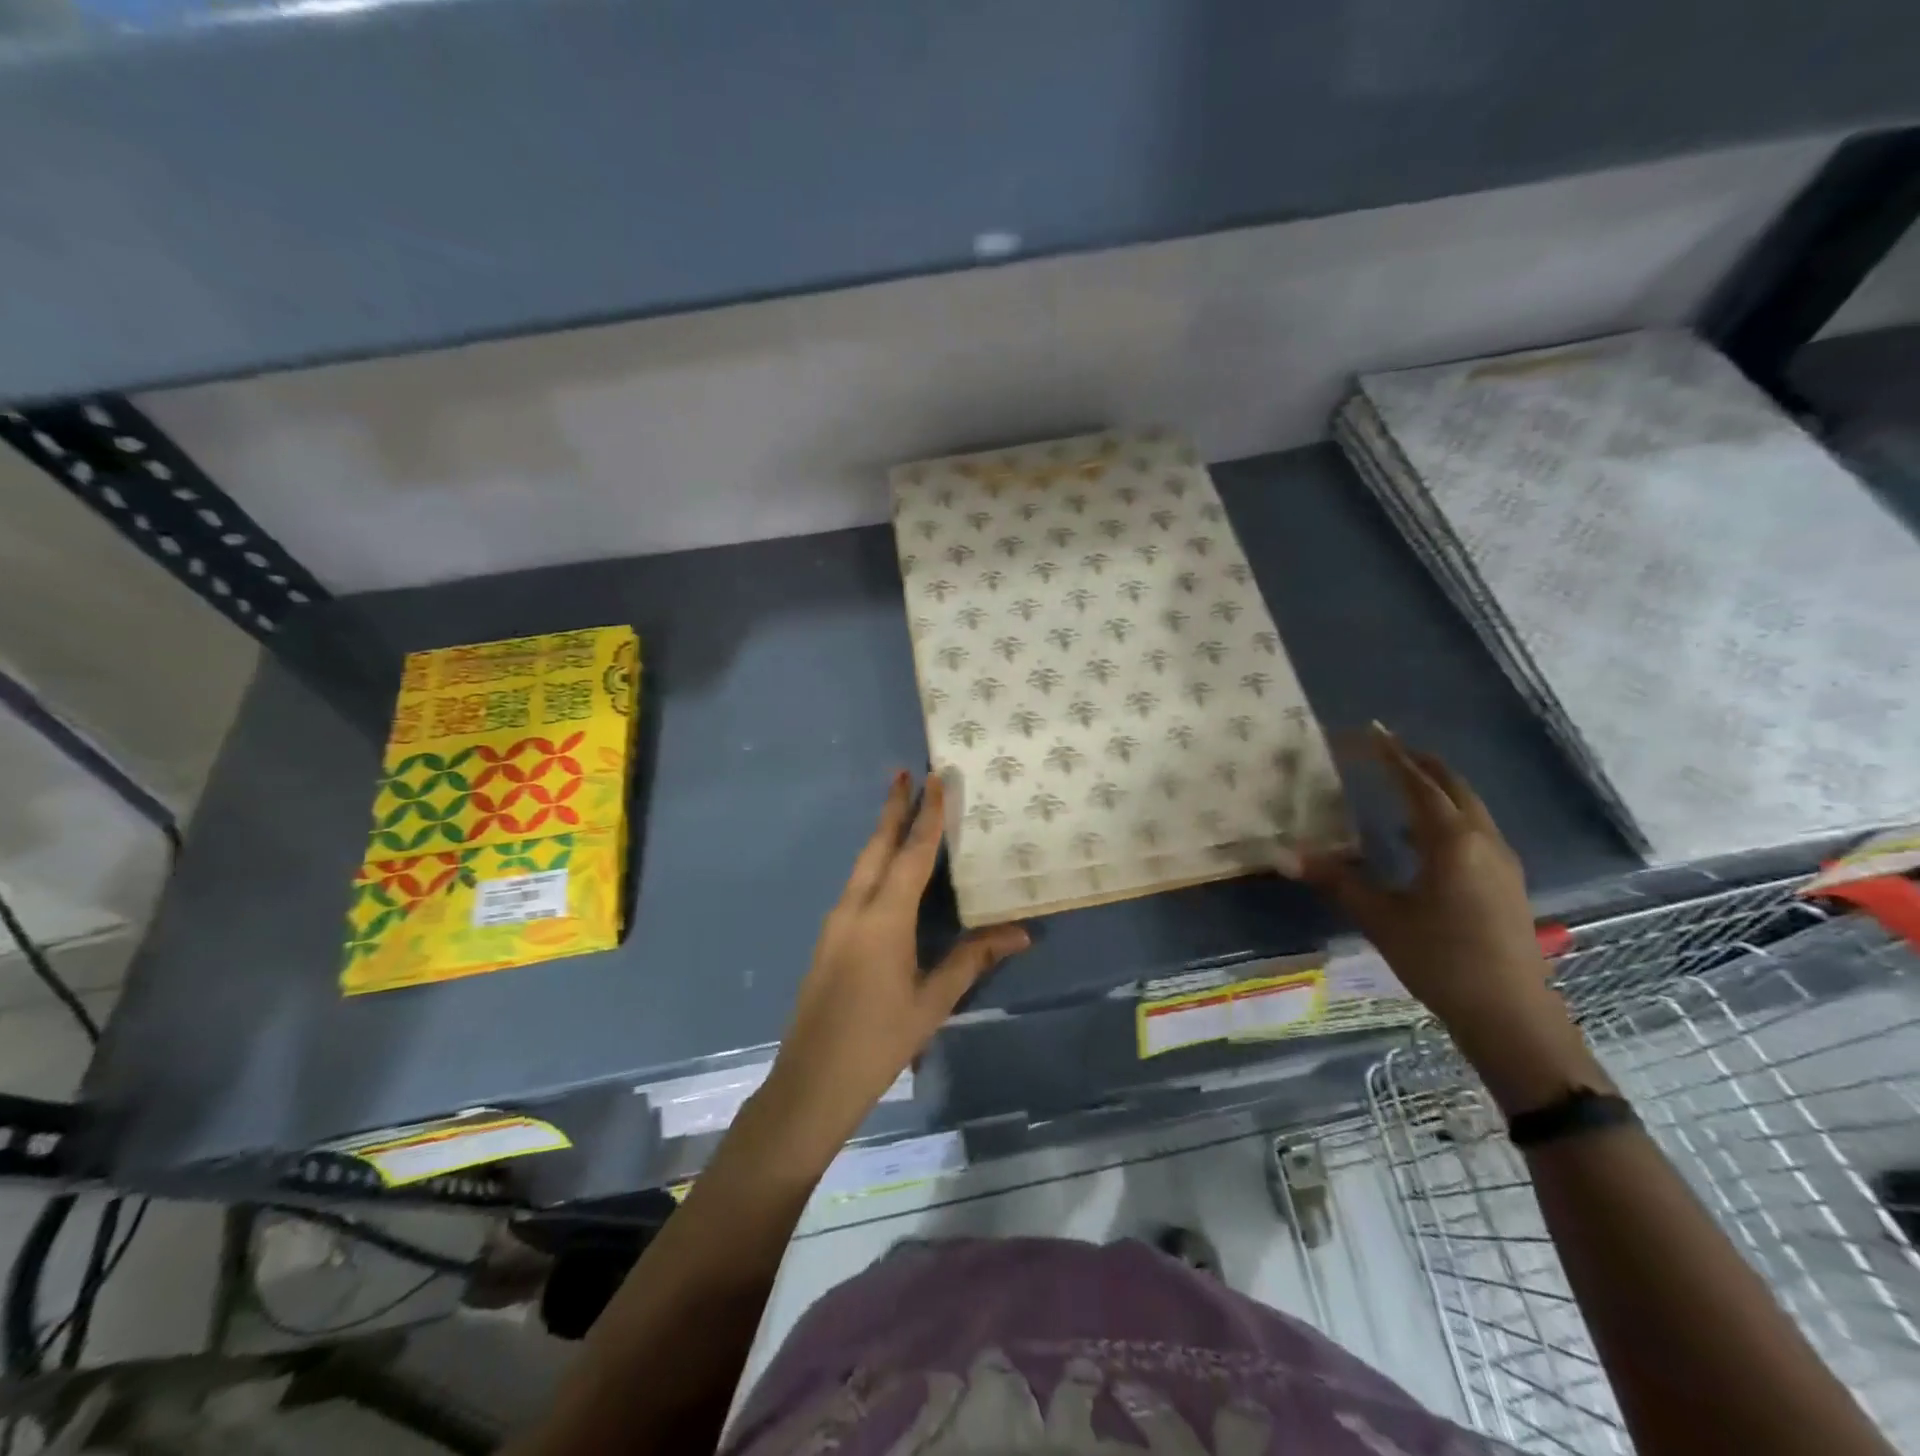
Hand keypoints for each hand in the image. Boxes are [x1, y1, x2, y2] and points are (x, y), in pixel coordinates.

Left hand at [761, 772, 1028, 1164]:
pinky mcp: (828, 939)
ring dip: (882, 834)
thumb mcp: (932, 1002)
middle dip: (893, 809)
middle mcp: (854, 909)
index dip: (926, 815)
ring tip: (902, 812)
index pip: (911, 855)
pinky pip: (856, 886)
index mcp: (883, 919)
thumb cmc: (878, 1041)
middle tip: (906, 774)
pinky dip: (874, 863)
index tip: (934, 778)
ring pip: (862, 865)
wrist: (811, 1082)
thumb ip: (973, 959)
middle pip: (876, 847)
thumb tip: (1021, 933)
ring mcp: (835, 923)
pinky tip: (886, 871)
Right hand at [1299, 725, 1605, 1109]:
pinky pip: (1474, 829)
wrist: (1511, 1014)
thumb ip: (1335, 880)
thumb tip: (1282, 855)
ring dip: (1436, 787)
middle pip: (1452, 785)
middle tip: (1385, 747)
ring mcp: (1500, 861)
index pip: (1416, 783)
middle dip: (1419, 762)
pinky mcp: (1506, 882)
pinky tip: (1421, 838)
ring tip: (1401, 781)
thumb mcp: (1380, 918)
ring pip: (1468, 806)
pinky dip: (1447, 814)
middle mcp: (1483, 840)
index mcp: (1451, 841)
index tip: (1369, 731)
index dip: (1390, 755)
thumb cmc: (1441, 960)